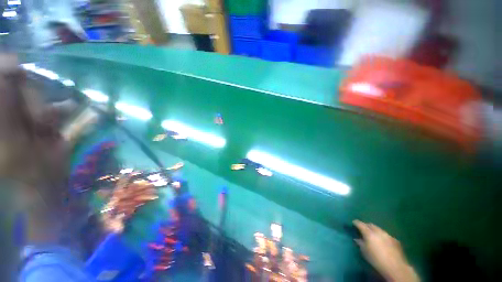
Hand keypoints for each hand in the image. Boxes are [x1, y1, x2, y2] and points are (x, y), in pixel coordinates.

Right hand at [353, 220, 418, 281]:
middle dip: (366, 225)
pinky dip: (382, 236)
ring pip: (379, 229)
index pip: (360, 224)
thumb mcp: (364, 252)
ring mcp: (388, 235)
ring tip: (372, 235)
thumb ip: (360, 243)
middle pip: (370, 225)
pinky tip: (382, 241)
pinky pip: (386, 235)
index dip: (356, 222)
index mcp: (369, 233)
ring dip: (374, 230)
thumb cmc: (376, 260)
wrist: (395, 267)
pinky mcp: (395, 240)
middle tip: (362, 228)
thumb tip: (357, 239)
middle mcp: (378, 231)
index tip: (353, 222)